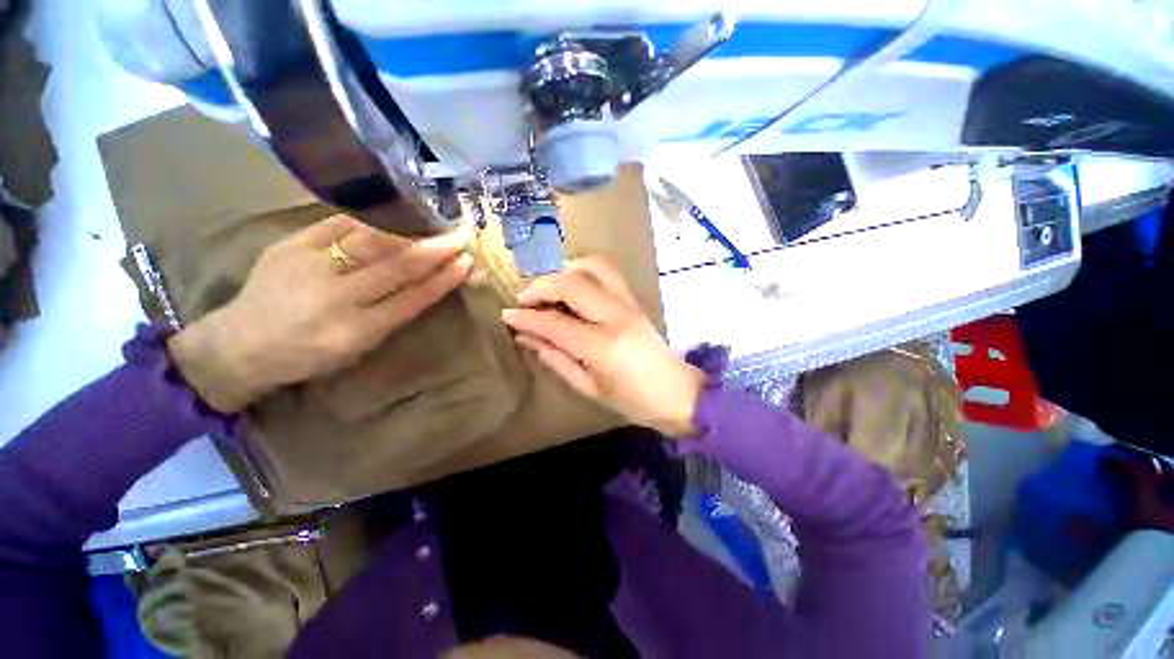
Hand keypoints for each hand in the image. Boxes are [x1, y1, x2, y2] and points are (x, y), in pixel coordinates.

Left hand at [168, 215, 471, 412]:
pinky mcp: (289, 245)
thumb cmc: (309, 354)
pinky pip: (337, 225)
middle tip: (459, 236)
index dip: (442, 280)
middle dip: (433, 251)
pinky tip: (390, 213)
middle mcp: (336, 297)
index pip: (413, 299)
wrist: (240, 344)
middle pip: (396, 268)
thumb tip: (424, 283)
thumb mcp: (358, 346)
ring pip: (370, 242)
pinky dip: (368, 219)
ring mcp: (309, 267)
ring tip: (431, 223)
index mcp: (357, 330)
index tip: (465, 263)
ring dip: (407, 232)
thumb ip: (392, 315)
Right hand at [501, 256, 705, 437]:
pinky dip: (585, 268)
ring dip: (564, 270)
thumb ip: (555, 358)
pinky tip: (572, 282)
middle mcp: (615, 316)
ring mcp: (628, 303)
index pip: (554, 322)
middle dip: (540, 287)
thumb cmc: (632, 400)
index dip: (526, 317)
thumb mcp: (588, 387)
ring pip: (592, 266)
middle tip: (524, 300)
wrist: (676, 392)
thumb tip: (525, 337)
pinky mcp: (635, 299)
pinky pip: (608, 271)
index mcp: (601, 346)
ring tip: (549, 287)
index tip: (506, 315)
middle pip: (571, 284)